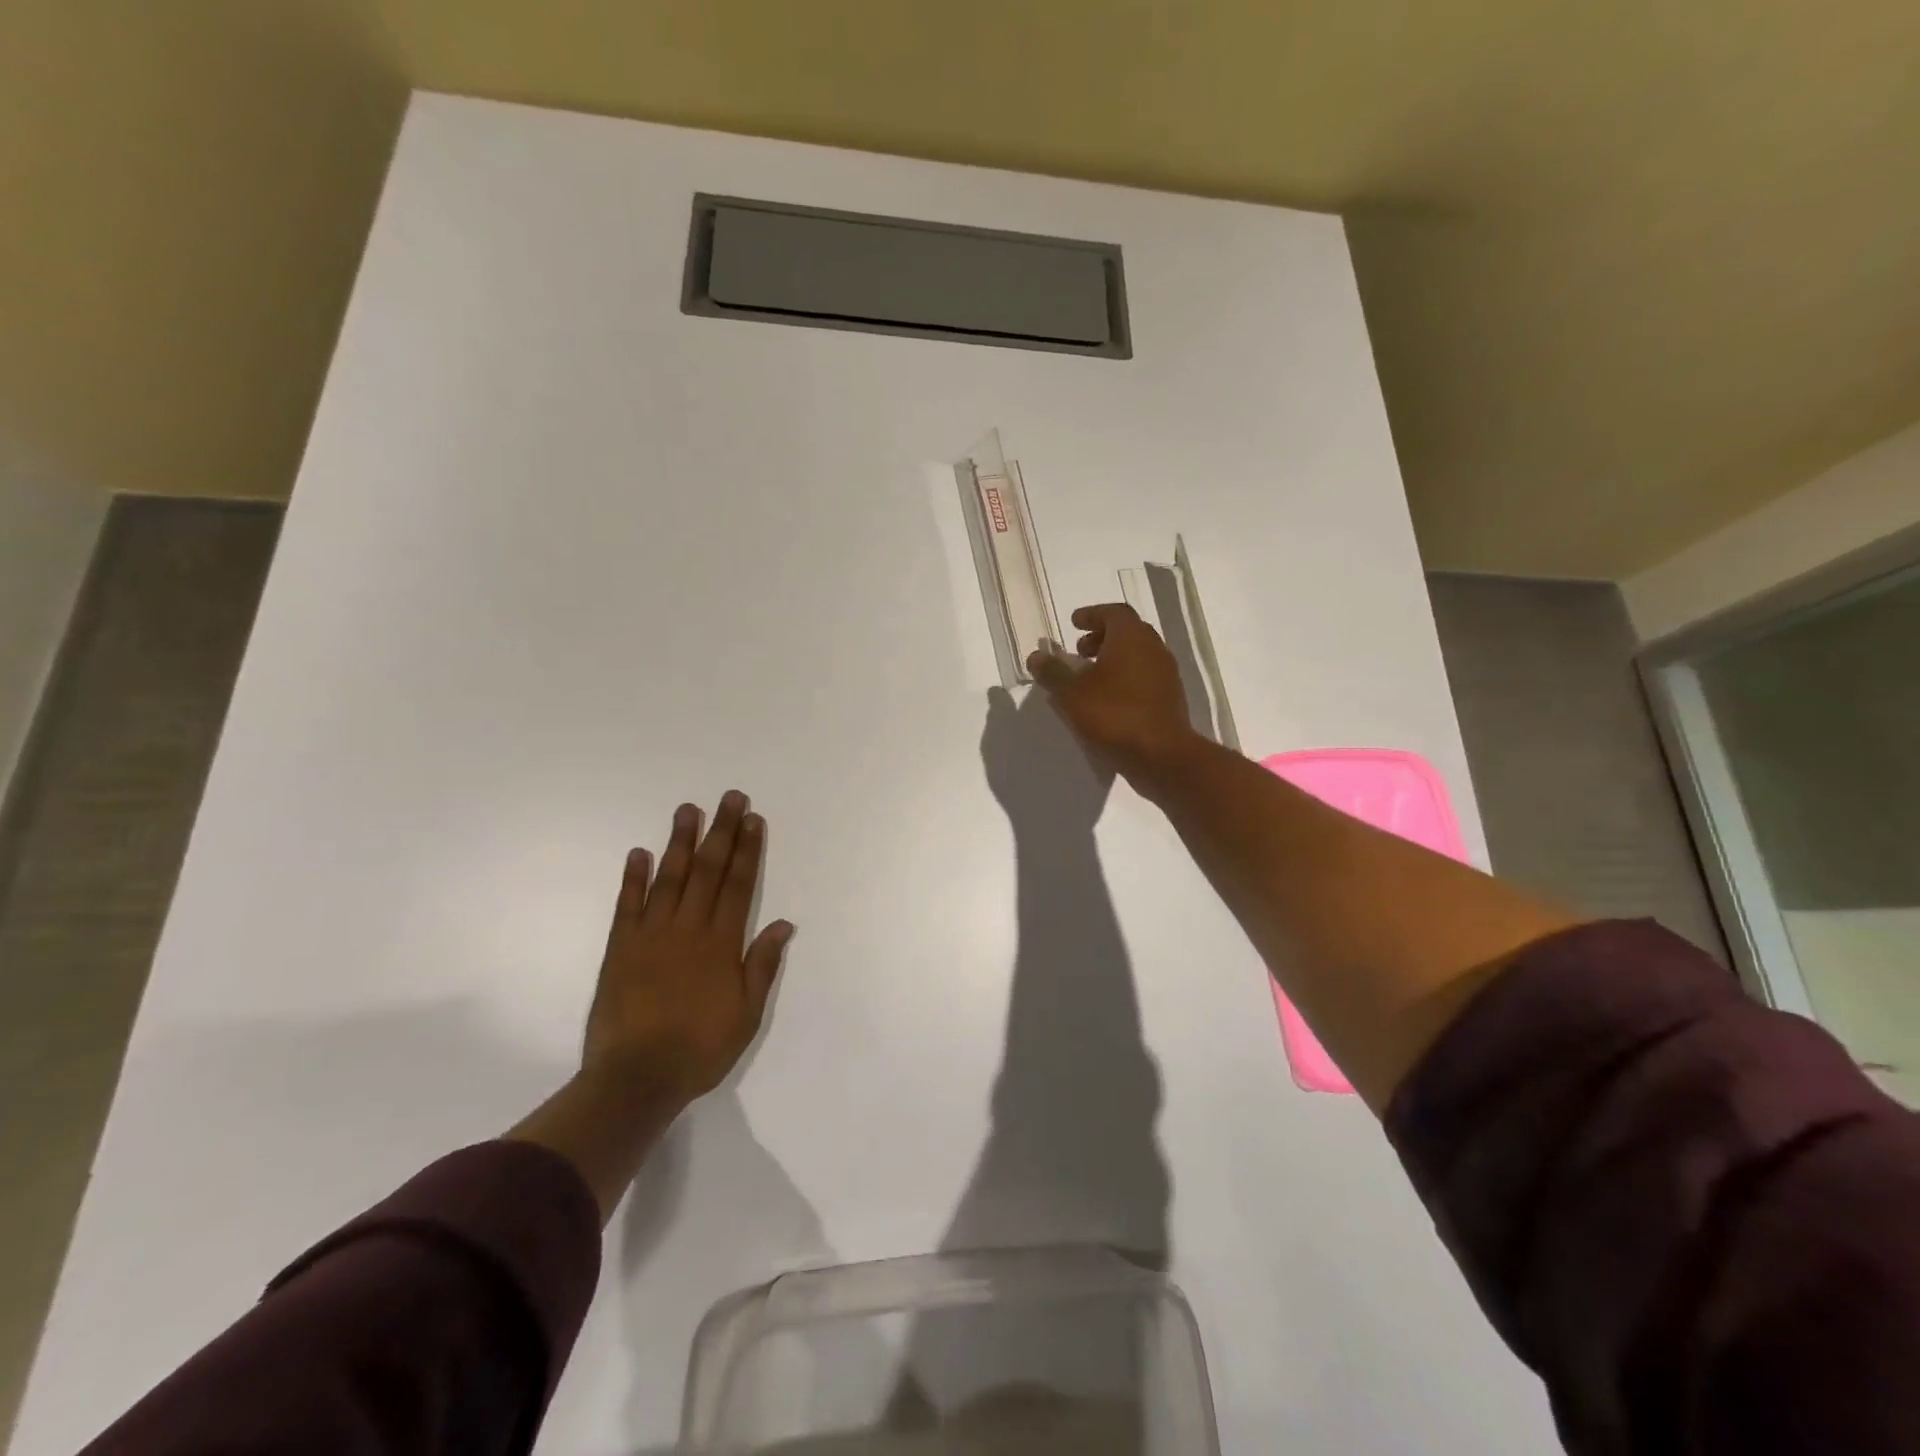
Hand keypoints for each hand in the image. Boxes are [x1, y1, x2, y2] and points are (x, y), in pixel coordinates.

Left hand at [582, 791, 794, 1104]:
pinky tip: (639, 853)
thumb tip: (783, 923)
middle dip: (721, 832)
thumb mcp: (747, 1014)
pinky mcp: (621, 948)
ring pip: (669, 878)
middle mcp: (688, 929)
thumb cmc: (700, 1048)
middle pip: (708, 871)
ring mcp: (651, 935)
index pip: (739, 885)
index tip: (753, 820)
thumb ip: (762, 965)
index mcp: (721, 944)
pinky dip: (633, 878)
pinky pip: (628, 905)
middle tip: (730, 798)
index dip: (748, 850)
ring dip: (681, 842)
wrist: (636, 1078)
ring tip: (688, 810)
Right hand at [1027, 604, 1198, 784]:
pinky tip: (1108, 700)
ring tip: (1090, 678)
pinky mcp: (1171, 698)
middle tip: (1079, 652)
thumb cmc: (1114, 715)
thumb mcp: (1072, 694)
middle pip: (1128, 632)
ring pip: (1138, 655)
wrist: (1162, 756)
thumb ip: (1053, 672)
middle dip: (1101, 637)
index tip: (1073, 624)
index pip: (1113, 612)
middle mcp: (1153, 648)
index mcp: (1131, 637)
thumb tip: (1036, 656)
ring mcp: (1166, 673)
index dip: (1092, 615)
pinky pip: (1144, 677)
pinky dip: (1125, 678)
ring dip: (1114, 659)